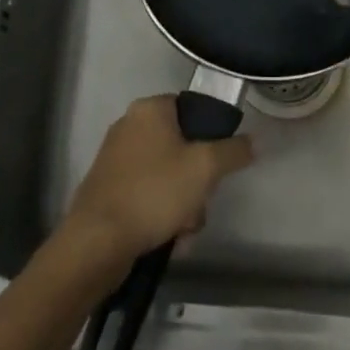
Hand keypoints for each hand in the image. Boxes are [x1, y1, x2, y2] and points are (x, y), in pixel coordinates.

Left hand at [61, 96, 254, 267]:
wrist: (97, 241)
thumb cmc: (153, 192)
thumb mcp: (204, 168)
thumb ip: (233, 151)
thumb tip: (252, 142)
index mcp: (150, 109)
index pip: (192, 108)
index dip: (211, 135)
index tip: (219, 163)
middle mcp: (130, 125)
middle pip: (182, 147)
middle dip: (197, 182)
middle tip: (199, 203)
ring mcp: (116, 158)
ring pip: (168, 176)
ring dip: (183, 205)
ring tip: (182, 230)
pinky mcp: (109, 189)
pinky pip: (148, 194)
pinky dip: (161, 215)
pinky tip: (167, 239)